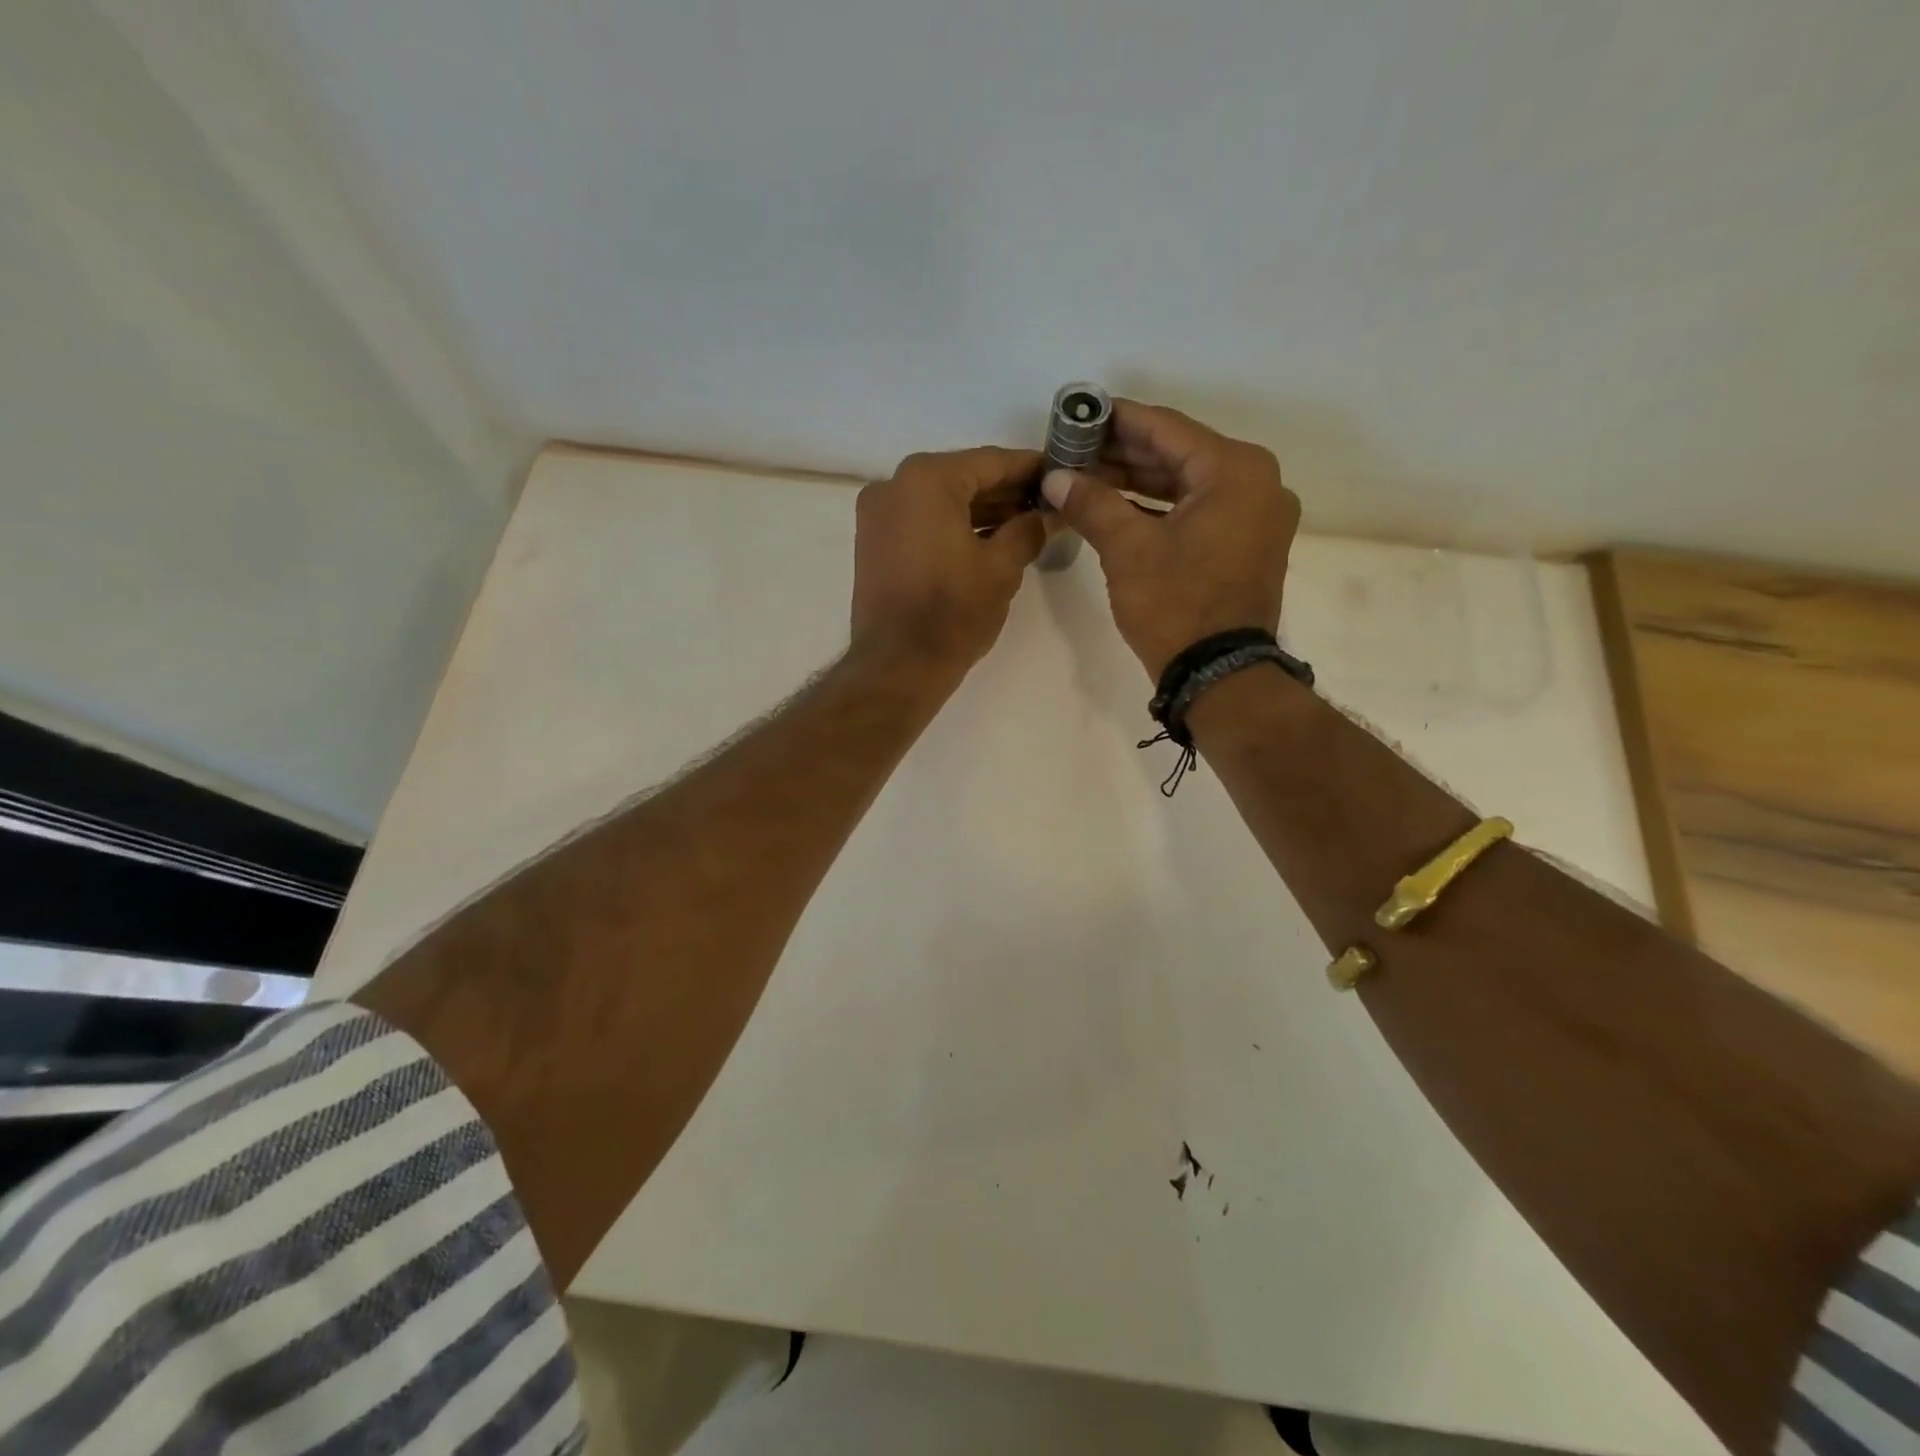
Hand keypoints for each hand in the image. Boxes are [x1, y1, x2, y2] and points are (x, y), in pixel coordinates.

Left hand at [851, 447, 1047, 674]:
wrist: (897, 666)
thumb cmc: (952, 613)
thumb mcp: (1002, 568)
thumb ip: (1029, 530)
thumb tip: (1046, 516)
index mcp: (926, 479)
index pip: (991, 461)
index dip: (1031, 468)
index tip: (1061, 473)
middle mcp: (894, 485)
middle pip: (964, 478)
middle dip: (1007, 492)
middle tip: (1049, 504)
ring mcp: (878, 515)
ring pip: (942, 501)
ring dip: (983, 511)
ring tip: (1027, 525)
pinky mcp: (875, 544)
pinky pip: (923, 522)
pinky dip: (955, 527)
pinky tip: (991, 540)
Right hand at [1041, 401, 1299, 679]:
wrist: (1219, 674)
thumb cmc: (1176, 604)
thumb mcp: (1127, 549)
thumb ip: (1091, 503)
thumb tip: (1055, 478)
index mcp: (1235, 470)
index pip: (1166, 428)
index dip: (1118, 419)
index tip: (1081, 412)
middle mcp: (1256, 482)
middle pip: (1179, 454)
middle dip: (1124, 453)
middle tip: (1076, 448)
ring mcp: (1256, 516)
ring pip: (1188, 484)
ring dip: (1138, 481)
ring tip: (1088, 475)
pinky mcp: (1247, 545)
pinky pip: (1199, 510)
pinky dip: (1160, 508)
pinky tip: (1118, 506)